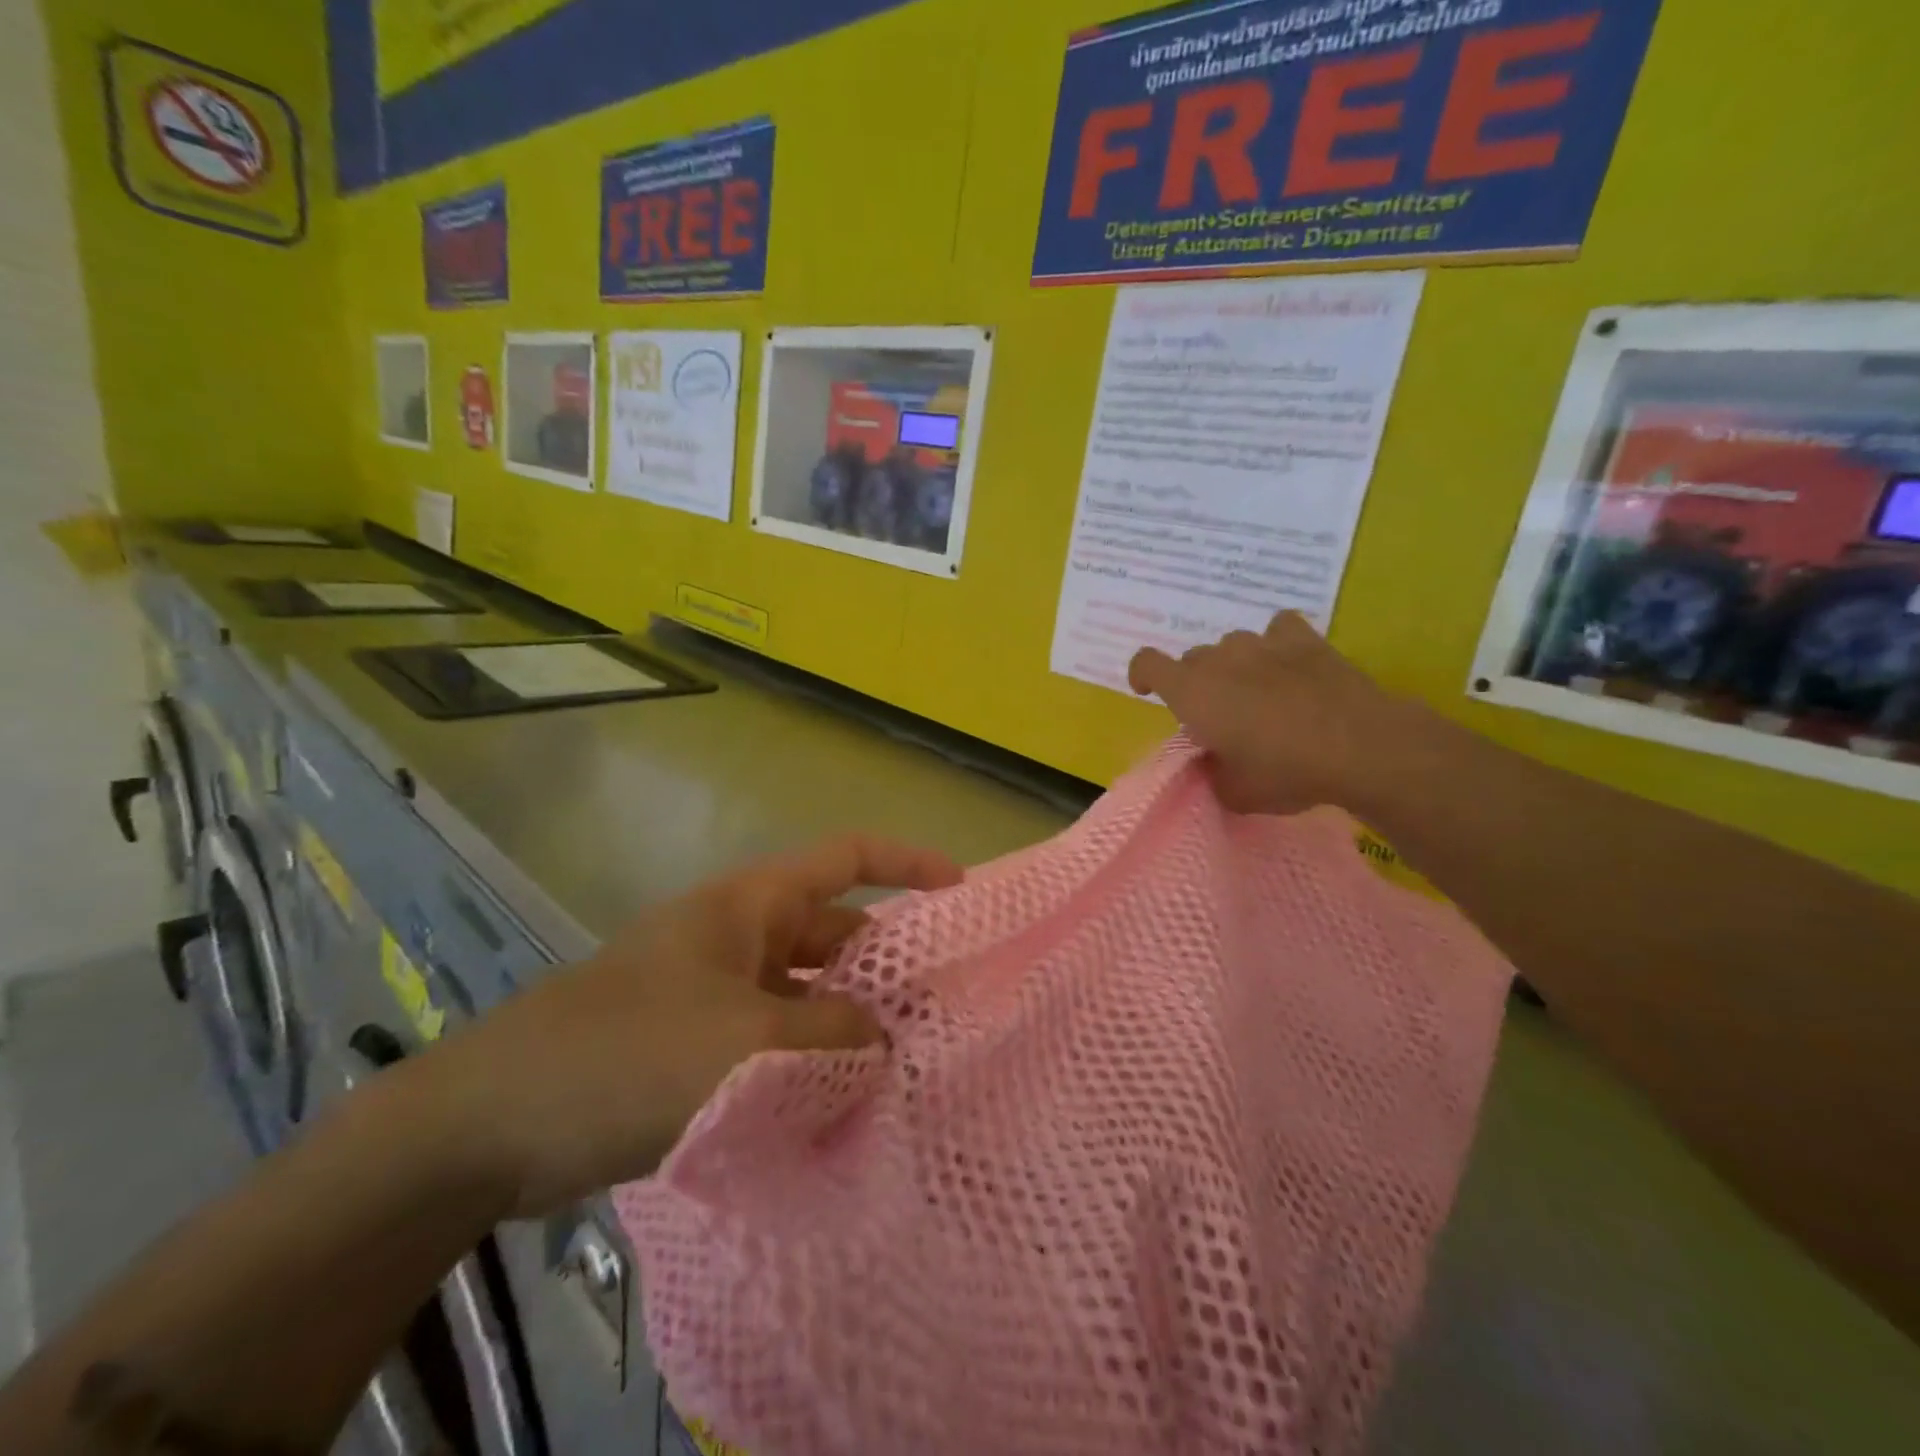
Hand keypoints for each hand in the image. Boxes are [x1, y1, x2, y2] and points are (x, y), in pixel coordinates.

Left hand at [416, 836, 963, 1217]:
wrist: (490, 1122)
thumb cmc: (627, 1053)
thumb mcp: (746, 1043)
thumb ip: (830, 1038)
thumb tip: (884, 1041)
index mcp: (749, 905)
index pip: (844, 857)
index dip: (905, 864)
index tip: (958, 891)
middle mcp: (737, 937)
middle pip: (831, 932)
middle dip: (883, 963)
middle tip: (940, 1009)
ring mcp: (714, 990)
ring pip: (803, 993)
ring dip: (845, 1023)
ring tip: (901, 1068)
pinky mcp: (694, 1042)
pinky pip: (772, 1039)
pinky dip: (806, 1062)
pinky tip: (836, 1105)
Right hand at [1128, 611, 1410, 814]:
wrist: (1359, 747)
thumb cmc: (1285, 771)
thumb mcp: (1235, 792)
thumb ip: (1212, 773)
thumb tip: (1213, 761)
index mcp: (1191, 691)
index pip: (1147, 663)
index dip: (1142, 675)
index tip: (1148, 692)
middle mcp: (1220, 659)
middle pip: (1193, 659)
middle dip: (1197, 684)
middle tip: (1220, 716)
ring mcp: (1263, 644)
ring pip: (1233, 646)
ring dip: (1235, 666)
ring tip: (1257, 692)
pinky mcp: (1304, 640)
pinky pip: (1278, 629)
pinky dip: (1277, 644)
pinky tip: (1288, 664)